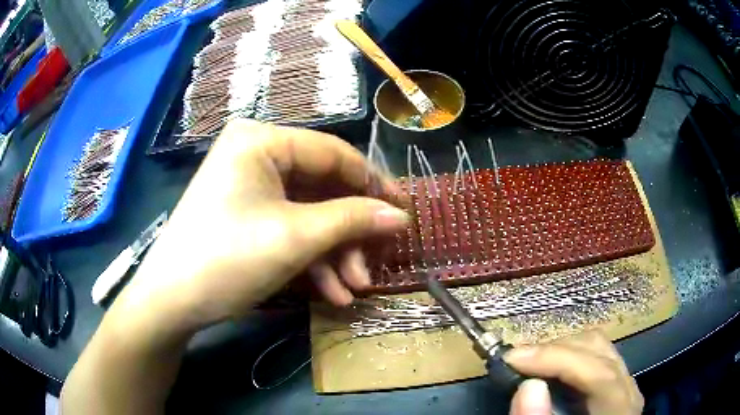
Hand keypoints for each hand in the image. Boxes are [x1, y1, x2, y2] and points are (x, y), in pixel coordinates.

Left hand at [116, 120, 408, 336]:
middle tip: (375, 263)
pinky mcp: (246, 215)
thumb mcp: (296, 237)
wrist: (172, 301)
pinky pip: (289, 228)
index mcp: (262, 140)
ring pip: (308, 214)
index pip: (333, 153)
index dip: (373, 183)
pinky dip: (311, 260)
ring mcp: (250, 187)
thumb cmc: (229, 258)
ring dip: (334, 254)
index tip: (403, 210)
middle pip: (321, 188)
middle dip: (349, 233)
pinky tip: (330, 293)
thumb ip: (353, 220)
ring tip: (353, 288)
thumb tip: (400, 216)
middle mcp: (256, 155)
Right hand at [504, 330, 642, 414]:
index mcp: (620, 409)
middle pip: (597, 349)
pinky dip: (566, 357)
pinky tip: (547, 370)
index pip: (598, 372)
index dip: (557, 359)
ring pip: (596, 346)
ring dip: (558, 350)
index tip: (513, 358)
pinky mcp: (614, 382)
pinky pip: (594, 355)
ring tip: (528, 365)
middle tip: (515, 364)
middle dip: (553, 351)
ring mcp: (624, 382)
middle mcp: (628, 389)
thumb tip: (528, 387)